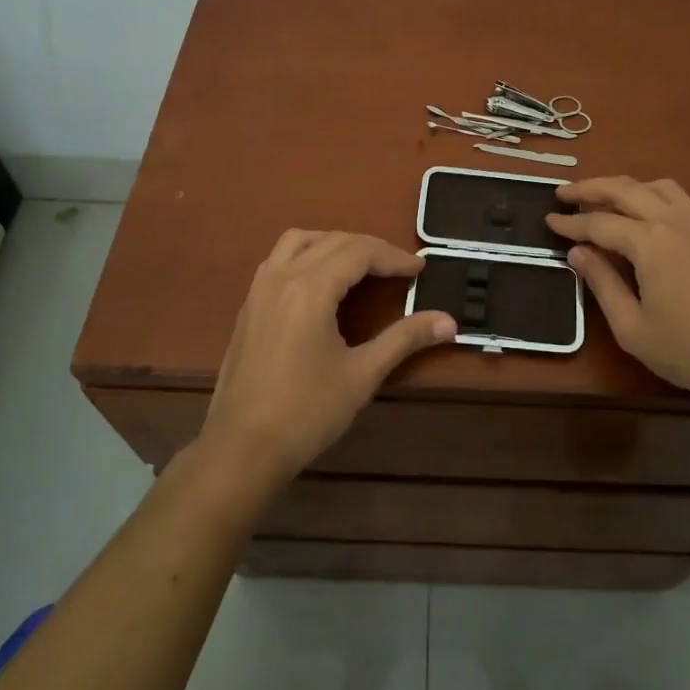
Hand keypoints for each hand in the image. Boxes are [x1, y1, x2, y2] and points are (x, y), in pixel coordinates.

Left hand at [200, 230, 455, 491]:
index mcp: (311, 288)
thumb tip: (449, 322)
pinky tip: (321, 284)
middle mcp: (282, 276)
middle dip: (370, 248)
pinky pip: (279, 259)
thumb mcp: (362, 375)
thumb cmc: (306, 412)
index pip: (360, 252)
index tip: (420, 270)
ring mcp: (259, 289)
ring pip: (299, 240)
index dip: (394, 257)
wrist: (241, 449)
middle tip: (399, 269)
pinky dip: (307, 255)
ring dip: (334, 243)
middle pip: (332, 241)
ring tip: (360, 265)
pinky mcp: (248, 305)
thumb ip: (404, 339)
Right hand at [546, 178, 689, 412]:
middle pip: (625, 189)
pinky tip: (641, 214)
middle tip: (563, 195)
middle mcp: (673, 222)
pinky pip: (676, 198)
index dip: (571, 223)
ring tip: (601, 200)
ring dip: (624, 186)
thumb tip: (577, 253)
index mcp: (650, 243)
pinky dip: (650, 194)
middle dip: (590, 188)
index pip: (600, 223)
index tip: (547, 220)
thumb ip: (602, 283)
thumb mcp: (632, 327)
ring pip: (655, 186)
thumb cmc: (689, 351)